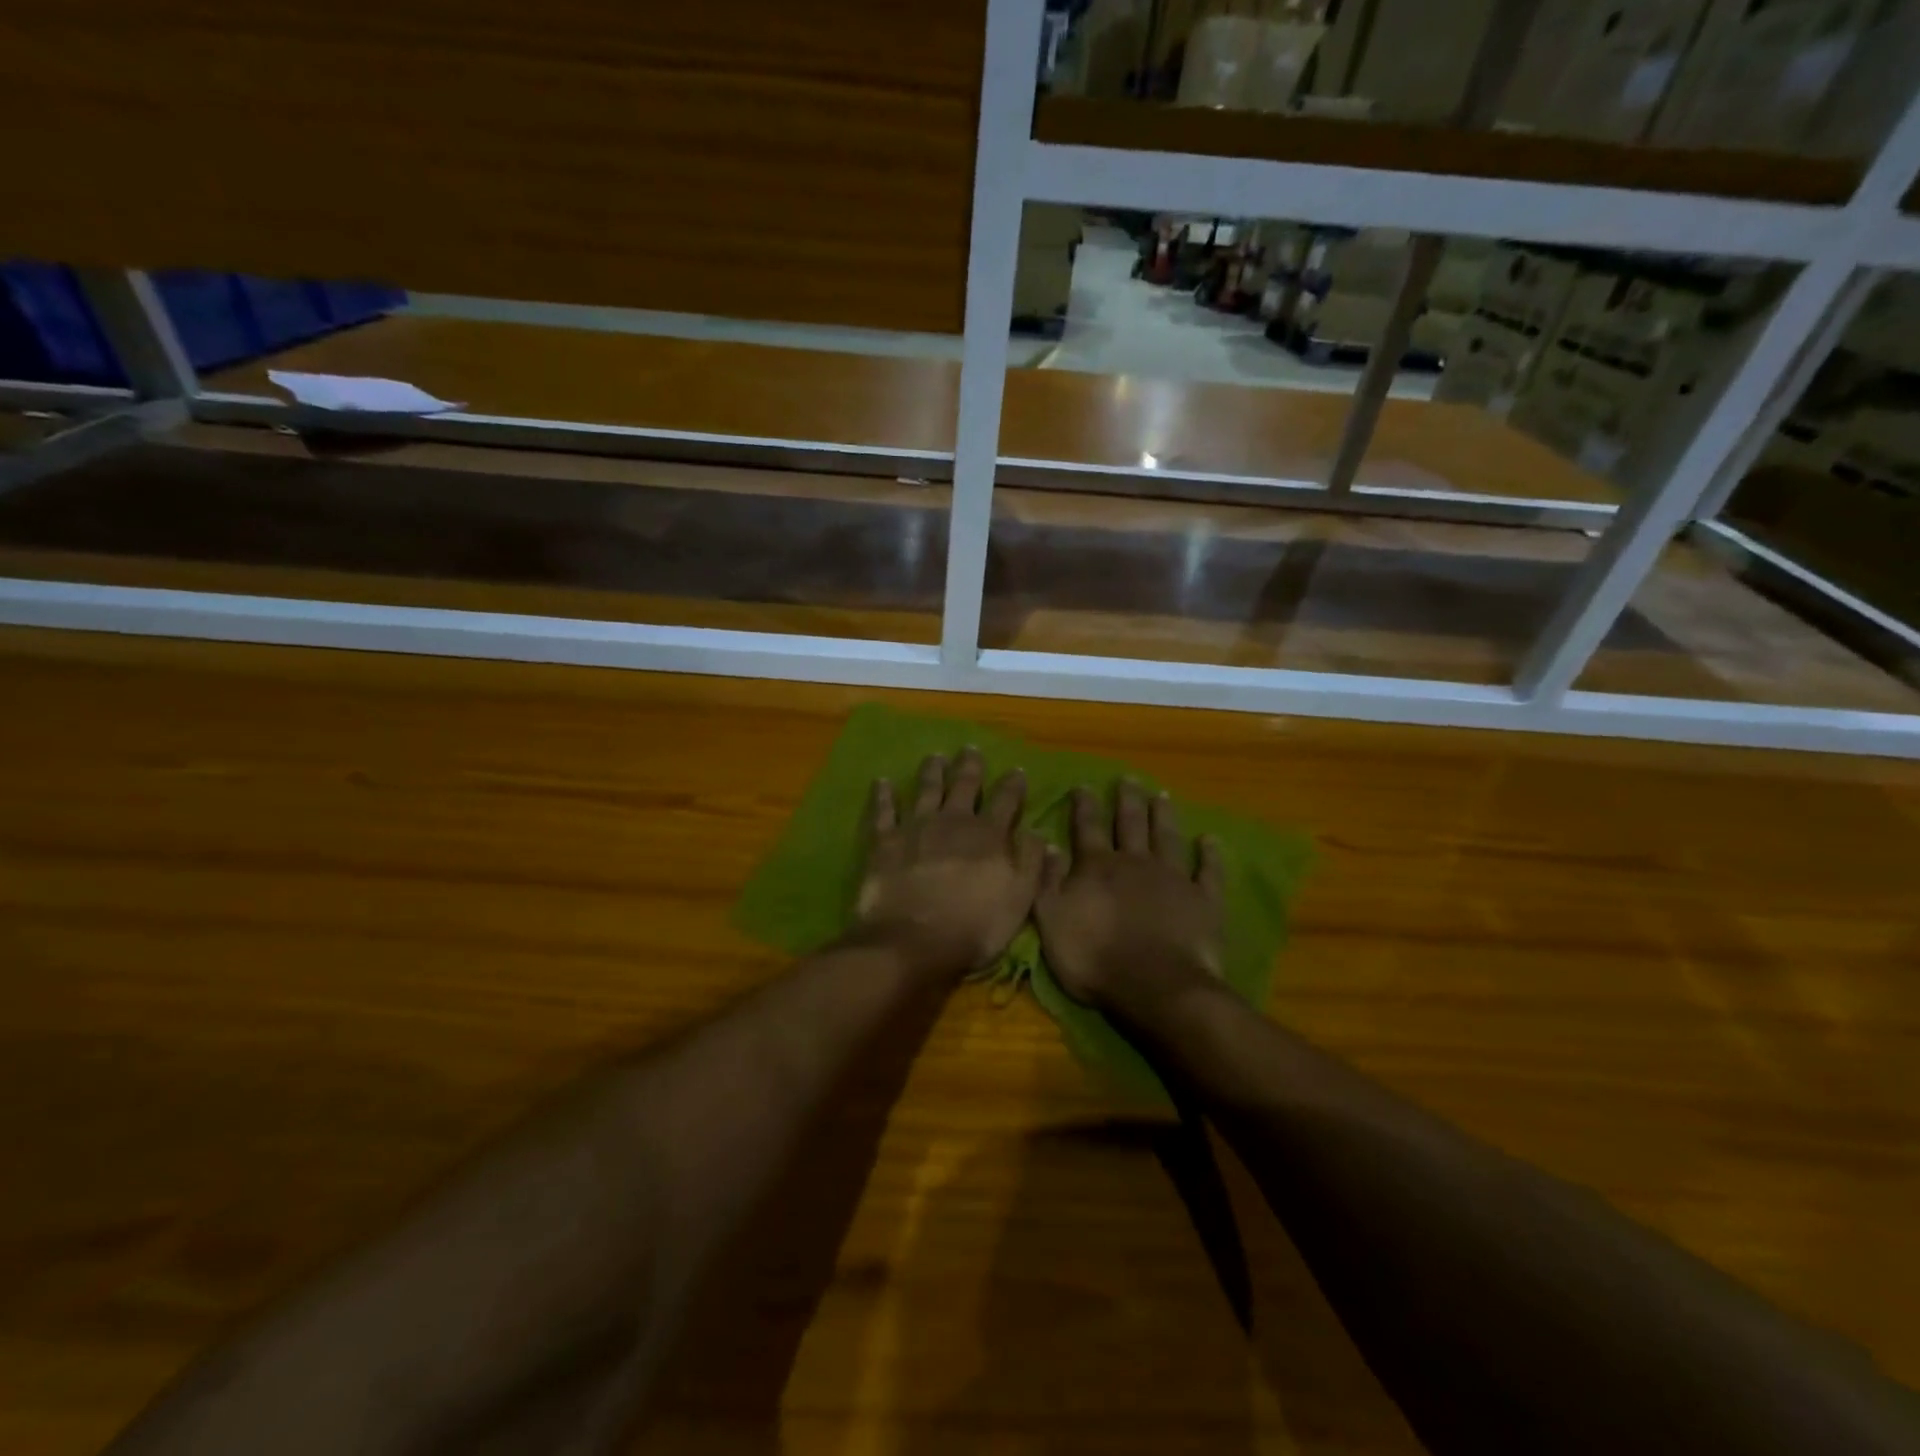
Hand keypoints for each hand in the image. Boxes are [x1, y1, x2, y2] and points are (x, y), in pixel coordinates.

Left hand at [852, 749, 1047, 978]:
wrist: (913, 941)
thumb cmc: (973, 927)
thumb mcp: (1018, 899)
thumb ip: (1030, 862)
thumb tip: (1038, 831)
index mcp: (989, 835)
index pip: (1006, 800)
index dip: (1013, 784)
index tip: (1017, 770)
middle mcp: (953, 821)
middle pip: (964, 785)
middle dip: (970, 766)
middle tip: (970, 749)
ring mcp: (916, 827)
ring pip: (926, 789)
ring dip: (932, 771)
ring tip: (935, 757)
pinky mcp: (885, 841)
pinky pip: (883, 811)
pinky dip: (883, 795)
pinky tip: (881, 781)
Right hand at [1034, 781, 1225, 1019]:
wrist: (1154, 986)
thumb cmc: (1094, 958)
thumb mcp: (1051, 922)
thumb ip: (1047, 881)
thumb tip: (1047, 843)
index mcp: (1097, 867)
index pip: (1088, 827)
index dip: (1084, 805)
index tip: (1083, 786)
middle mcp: (1135, 862)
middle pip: (1131, 823)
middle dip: (1127, 799)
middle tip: (1128, 778)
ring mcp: (1173, 878)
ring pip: (1167, 837)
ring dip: (1164, 815)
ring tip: (1162, 795)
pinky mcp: (1204, 899)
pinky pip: (1208, 870)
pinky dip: (1210, 854)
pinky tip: (1210, 840)